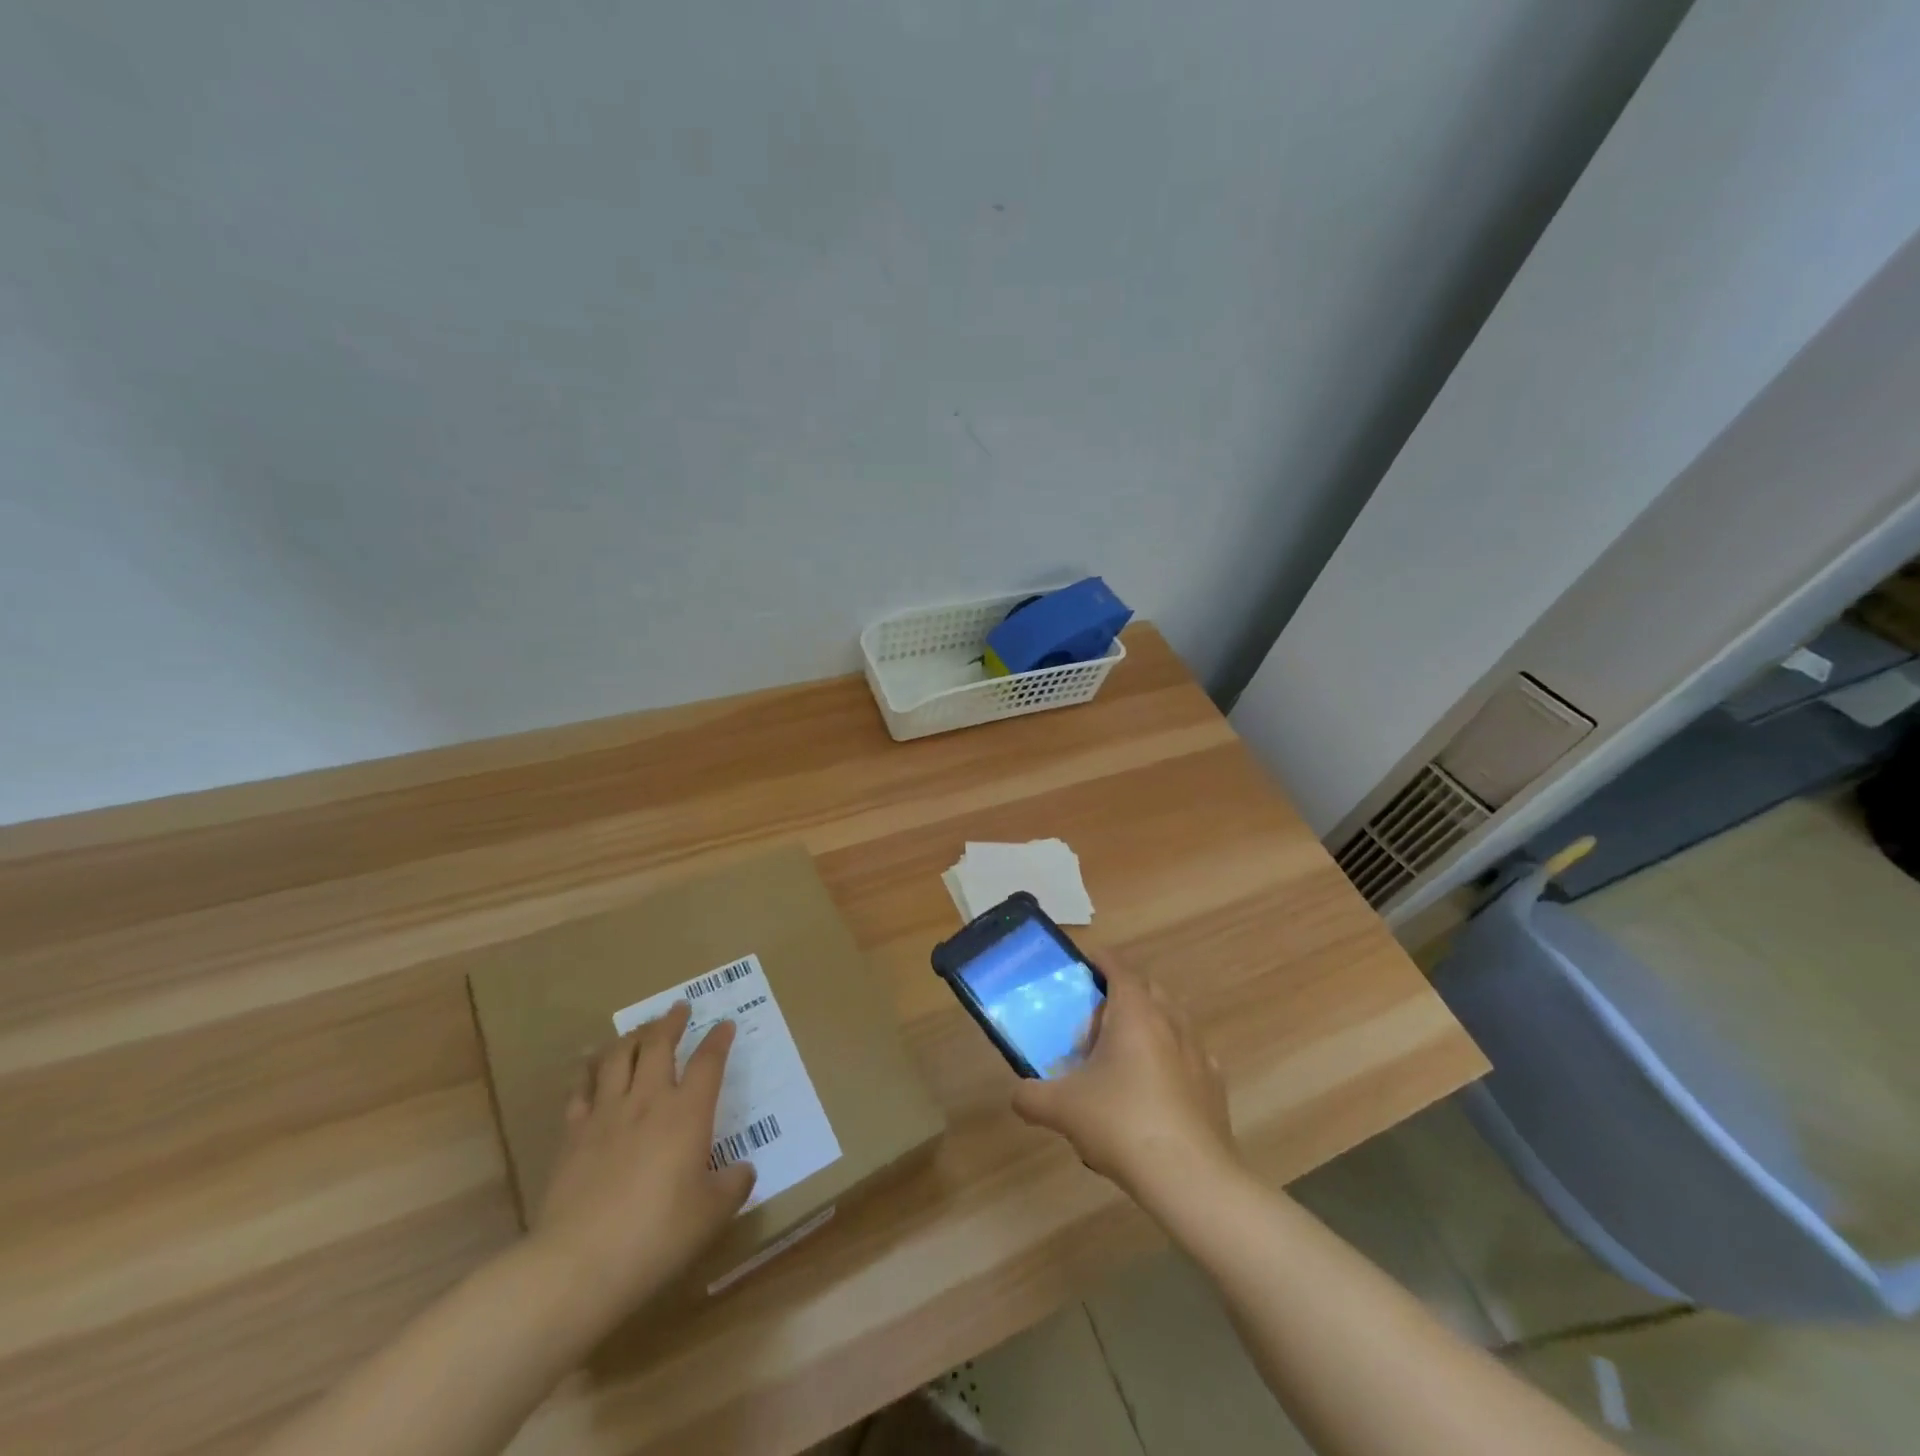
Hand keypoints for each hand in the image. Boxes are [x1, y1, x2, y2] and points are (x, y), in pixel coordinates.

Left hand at [531, 1003, 755, 1326]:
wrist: (578, 1264)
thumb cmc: (657, 1235)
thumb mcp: (711, 1215)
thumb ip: (733, 1185)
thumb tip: (743, 1169)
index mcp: (687, 1113)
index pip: (708, 1062)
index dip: (718, 1039)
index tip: (725, 1025)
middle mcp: (647, 1101)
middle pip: (657, 1045)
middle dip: (670, 1022)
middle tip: (679, 1008)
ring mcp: (606, 1115)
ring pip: (617, 1057)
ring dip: (631, 1036)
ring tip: (640, 1030)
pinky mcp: (572, 1136)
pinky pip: (581, 1090)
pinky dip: (589, 1070)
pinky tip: (590, 1065)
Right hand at [1011, 960, 1237, 1204]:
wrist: (1189, 1177)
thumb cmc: (1121, 1123)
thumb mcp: (1062, 1109)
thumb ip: (1031, 1096)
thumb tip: (1018, 1095)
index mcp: (1135, 1012)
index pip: (1118, 967)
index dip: (1100, 961)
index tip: (1083, 967)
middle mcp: (1170, 1021)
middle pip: (1147, 989)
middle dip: (1123, 994)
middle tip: (1095, 1019)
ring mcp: (1198, 1052)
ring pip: (1172, 1019)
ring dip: (1149, 1023)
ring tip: (1125, 1052)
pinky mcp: (1214, 1084)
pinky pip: (1189, 1055)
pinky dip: (1171, 1057)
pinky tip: (1156, 1086)